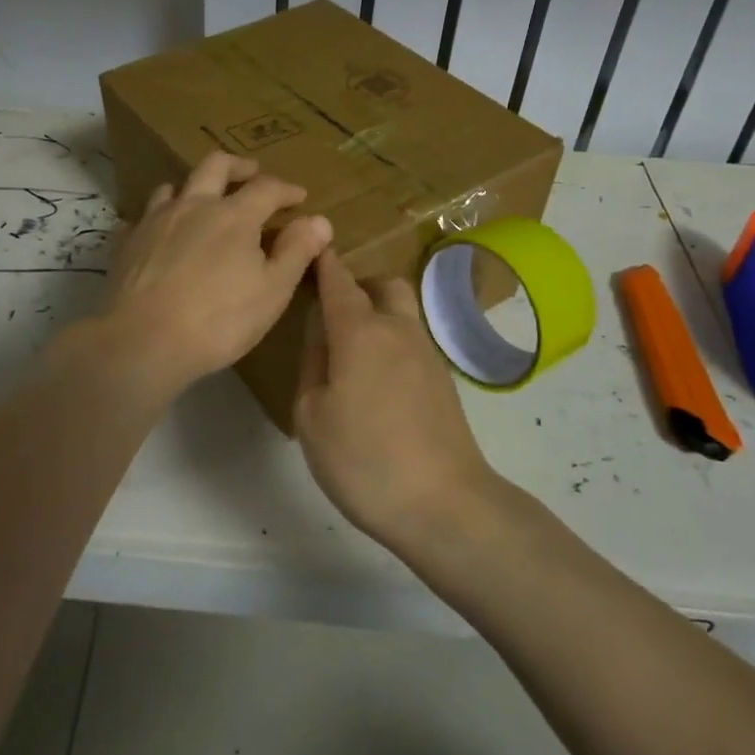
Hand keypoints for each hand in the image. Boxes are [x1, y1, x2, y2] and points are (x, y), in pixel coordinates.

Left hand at [98, 151, 331, 394]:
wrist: (141, 342)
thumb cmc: (218, 320)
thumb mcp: (272, 291)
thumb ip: (296, 251)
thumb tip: (319, 220)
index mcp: (234, 215)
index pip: (266, 187)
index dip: (286, 189)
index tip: (299, 196)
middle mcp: (193, 205)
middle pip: (215, 165)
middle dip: (238, 165)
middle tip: (251, 173)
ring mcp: (154, 221)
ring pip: (173, 187)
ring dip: (193, 188)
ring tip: (202, 202)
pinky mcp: (126, 242)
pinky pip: (142, 218)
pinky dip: (158, 219)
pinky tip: (160, 235)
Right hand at [293, 250, 498, 548]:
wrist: (445, 504)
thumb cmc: (365, 460)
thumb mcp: (312, 416)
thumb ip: (313, 363)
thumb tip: (322, 334)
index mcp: (360, 331)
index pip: (338, 280)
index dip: (323, 263)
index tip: (309, 250)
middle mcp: (397, 329)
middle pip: (382, 284)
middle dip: (357, 285)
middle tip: (332, 311)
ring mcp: (427, 353)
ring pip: (401, 311)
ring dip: (377, 313)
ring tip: (352, 350)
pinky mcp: (443, 379)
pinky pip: (412, 340)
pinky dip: (392, 341)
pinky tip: (377, 379)